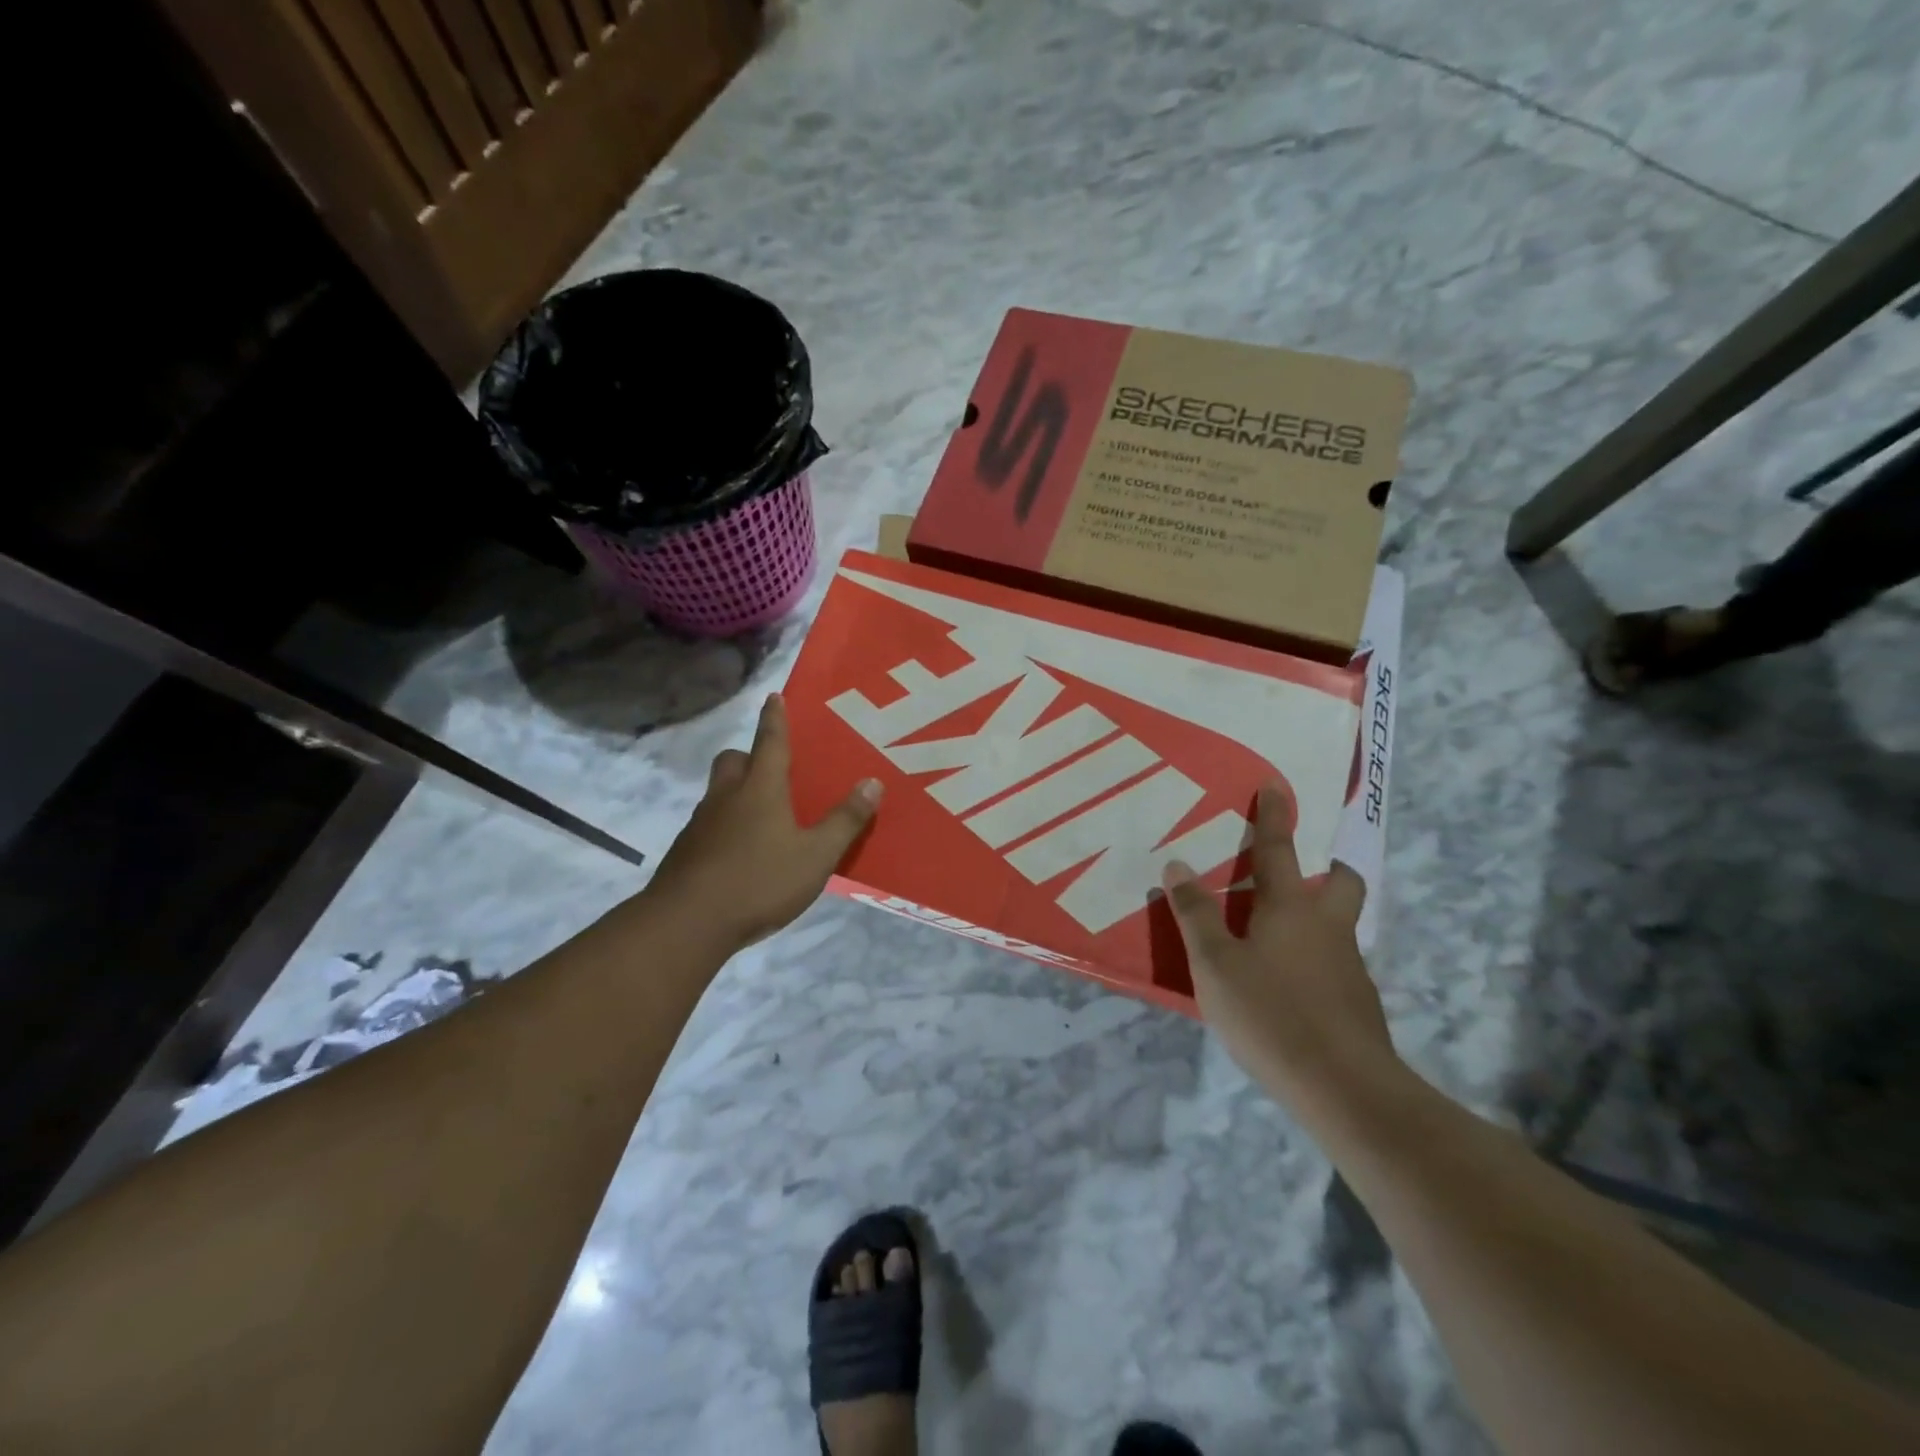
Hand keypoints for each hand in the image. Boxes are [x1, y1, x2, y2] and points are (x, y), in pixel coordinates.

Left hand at [648, 694, 881, 948]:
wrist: (686, 923)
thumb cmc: (759, 881)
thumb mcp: (816, 855)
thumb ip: (845, 820)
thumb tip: (872, 782)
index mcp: (761, 789)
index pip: (770, 742)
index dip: (775, 719)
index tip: (773, 696)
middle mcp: (727, 797)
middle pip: (733, 760)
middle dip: (750, 755)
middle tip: (770, 768)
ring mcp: (701, 824)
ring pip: (718, 792)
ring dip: (737, 792)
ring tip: (762, 815)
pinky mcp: (686, 852)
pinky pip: (709, 824)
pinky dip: (725, 826)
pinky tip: (741, 853)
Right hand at [1161, 782, 1395, 1101]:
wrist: (1343, 1088)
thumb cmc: (1271, 1013)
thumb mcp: (1215, 963)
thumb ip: (1196, 914)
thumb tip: (1177, 866)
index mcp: (1290, 908)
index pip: (1279, 849)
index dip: (1275, 815)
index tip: (1277, 784)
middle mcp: (1327, 927)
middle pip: (1340, 882)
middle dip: (1327, 867)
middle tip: (1301, 872)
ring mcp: (1349, 966)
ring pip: (1340, 925)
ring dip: (1318, 916)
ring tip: (1278, 936)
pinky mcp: (1357, 1004)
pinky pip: (1335, 964)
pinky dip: (1315, 960)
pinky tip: (1289, 987)